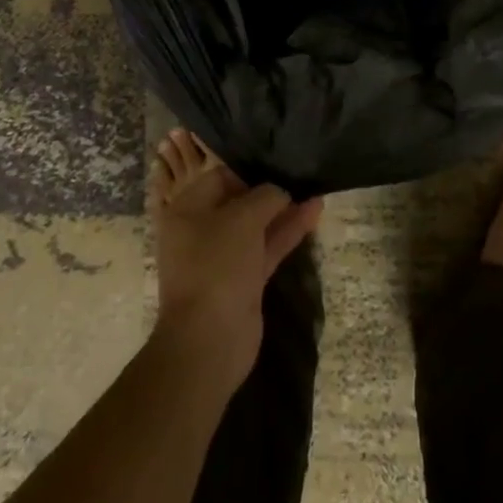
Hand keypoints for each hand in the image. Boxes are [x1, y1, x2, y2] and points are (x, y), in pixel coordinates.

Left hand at [151, 133, 322, 389]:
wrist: (209, 339)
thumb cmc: (216, 265)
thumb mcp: (242, 218)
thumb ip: (265, 197)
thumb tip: (280, 192)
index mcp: (188, 210)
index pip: (219, 177)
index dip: (248, 169)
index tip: (277, 163)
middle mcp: (202, 230)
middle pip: (239, 201)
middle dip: (269, 190)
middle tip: (299, 172)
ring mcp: (224, 257)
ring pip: (257, 225)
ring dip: (284, 210)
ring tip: (314, 189)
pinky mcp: (244, 279)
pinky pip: (267, 247)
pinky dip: (288, 231)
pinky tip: (314, 212)